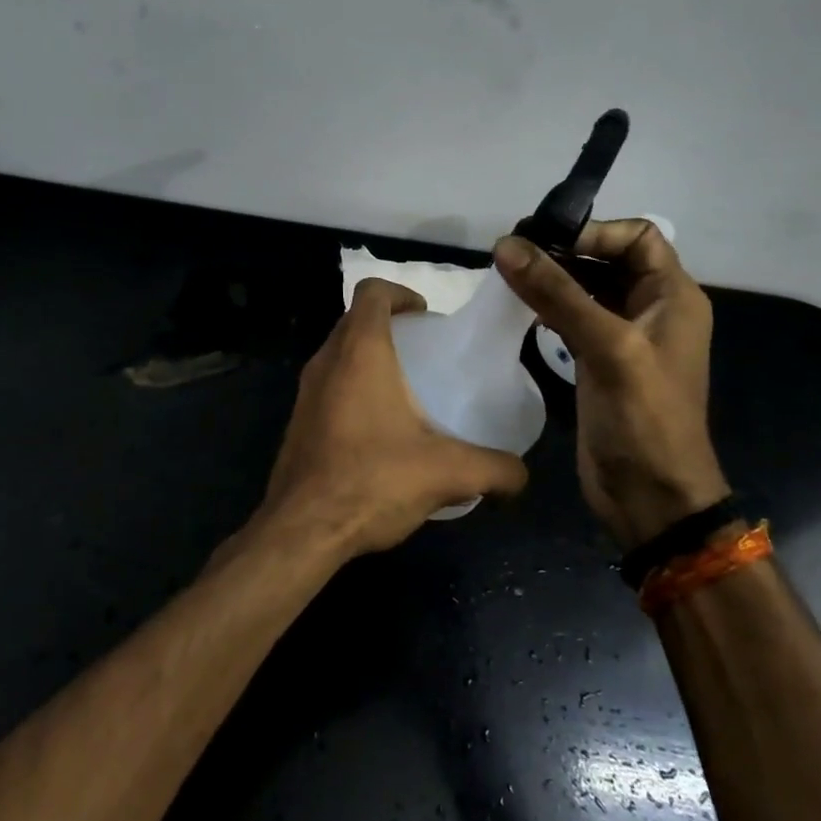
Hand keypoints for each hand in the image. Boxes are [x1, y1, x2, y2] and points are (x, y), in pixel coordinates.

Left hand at [258, 278, 526, 560]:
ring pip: (339, 353)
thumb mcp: (446, 472)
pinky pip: (328, 385)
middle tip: (424, 353)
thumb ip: (494, 469)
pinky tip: (379, 430)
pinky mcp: (298, 421)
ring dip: (369, 357)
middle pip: (355, 320)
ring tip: (406, 390)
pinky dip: (352, 388)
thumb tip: (522, 475)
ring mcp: (306, 391)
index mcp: (360, 351)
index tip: (426, 317)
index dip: (400, 293)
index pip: (372, 291)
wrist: (301, 529)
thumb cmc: (372, 480)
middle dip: (389, 326)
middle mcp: (327, 361)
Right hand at [493, 221, 728, 549]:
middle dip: (564, 251)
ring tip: (507, 273)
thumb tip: (506, 244)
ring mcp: (624, 337)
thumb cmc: (644, 418)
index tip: (545, 239)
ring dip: (551, 278)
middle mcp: (651, 309)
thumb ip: (557, 293)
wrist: (650, 497)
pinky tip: (518, 306)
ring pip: (586, 288)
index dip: (594, 232)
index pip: (638, 237)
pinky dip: (547, 306)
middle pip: (607, 259)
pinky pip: (572, 318)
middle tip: (512, 251)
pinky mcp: (599, 361)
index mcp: (673, 296)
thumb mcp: (607, 347)